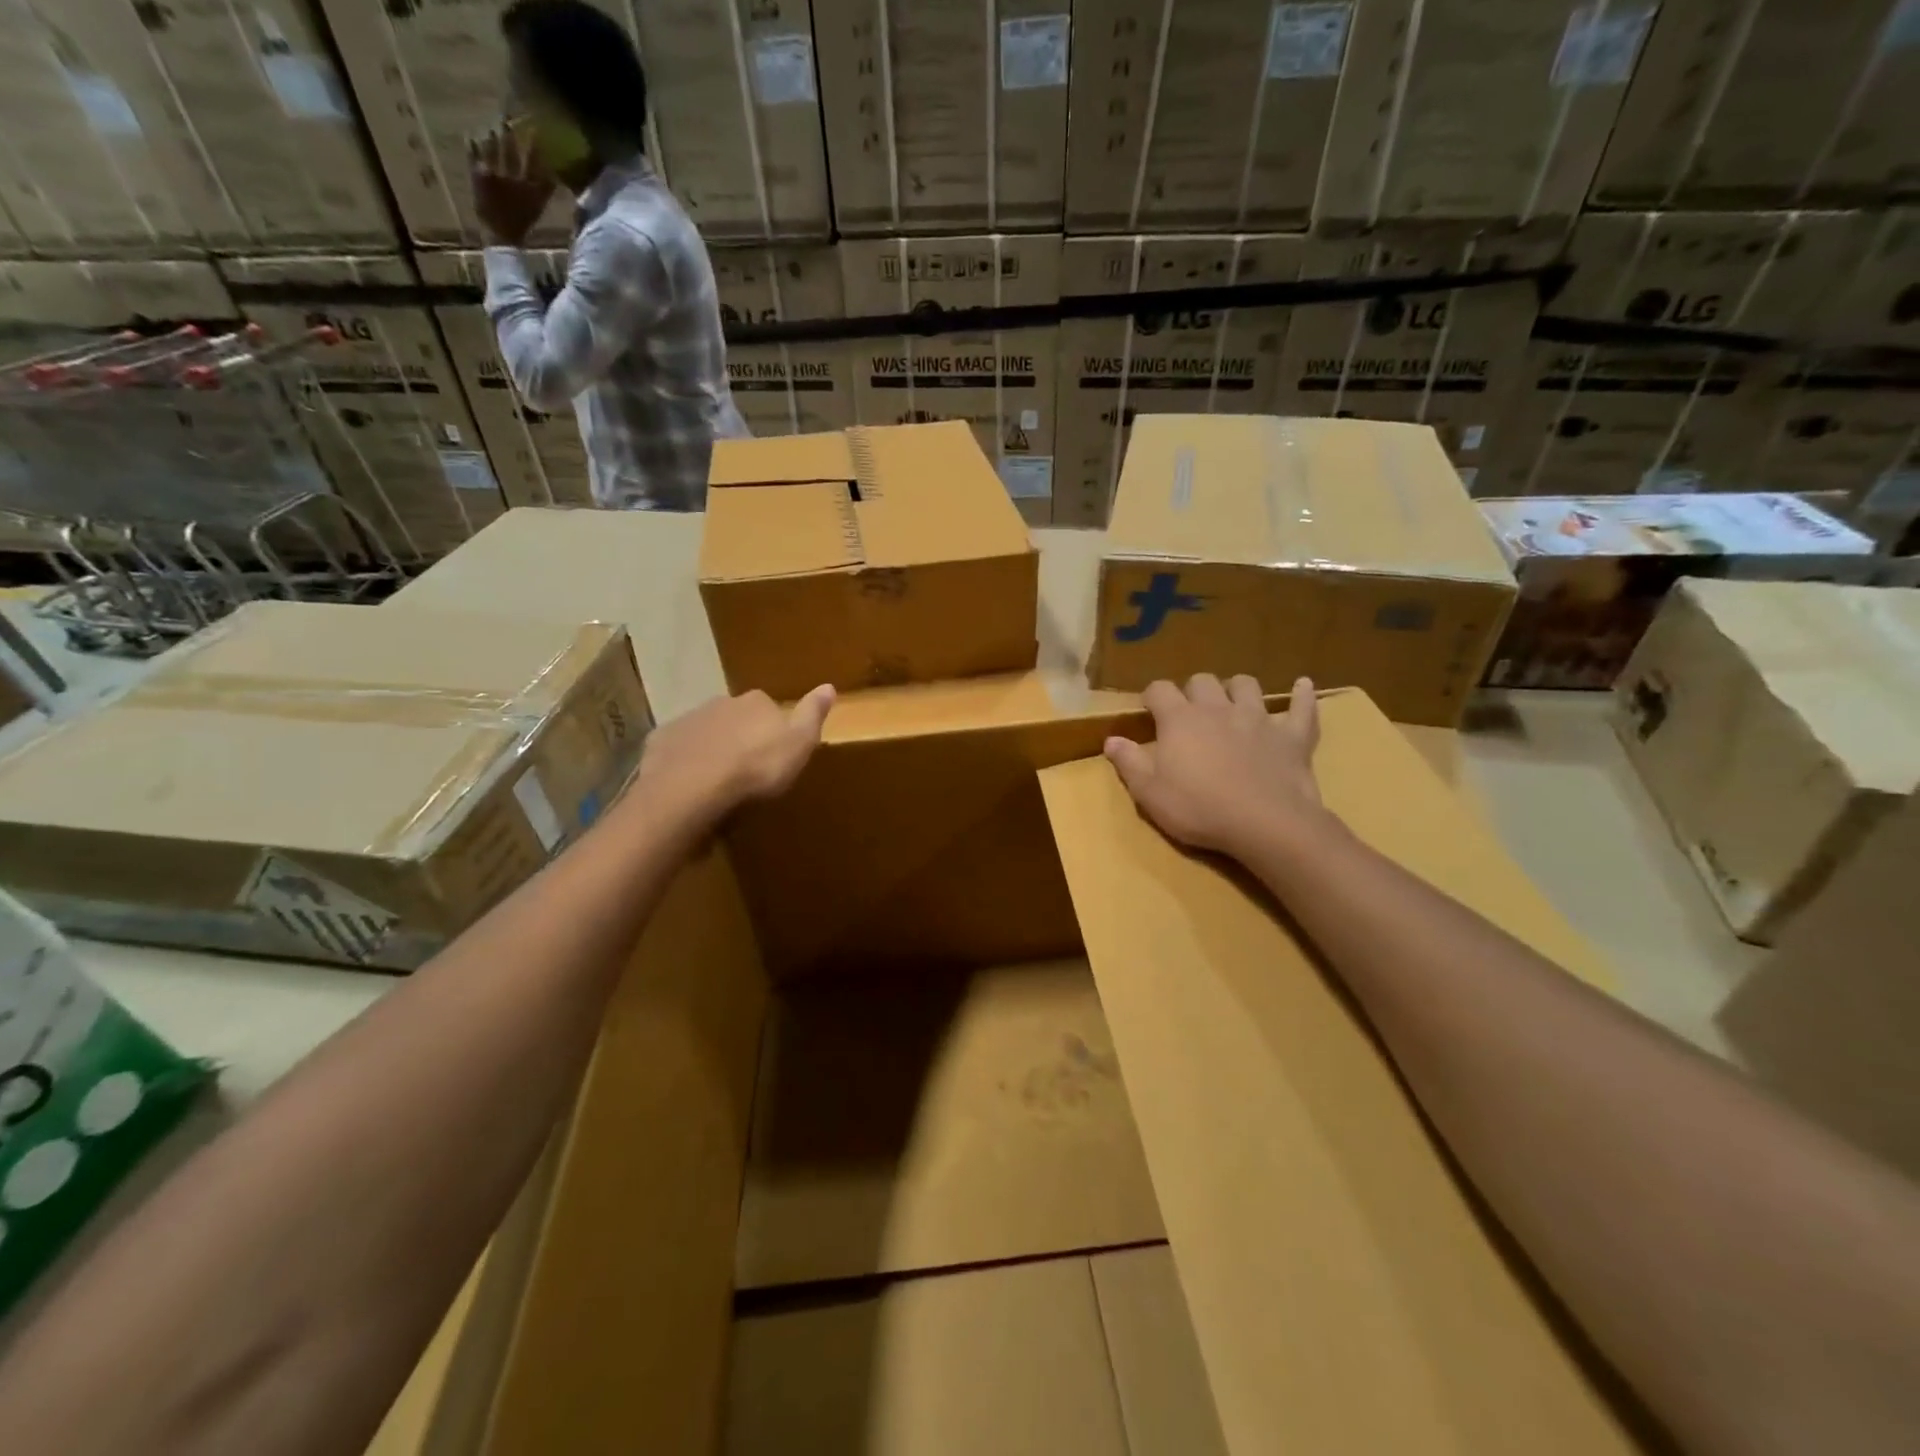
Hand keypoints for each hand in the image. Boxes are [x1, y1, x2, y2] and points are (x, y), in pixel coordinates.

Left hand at [469, 128, 554, 246]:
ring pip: (492, 149)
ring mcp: (493, 175)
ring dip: (491, 137)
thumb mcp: (538, 208)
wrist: (501, 236)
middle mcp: (511, 177)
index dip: (534, 146)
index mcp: (527, 186)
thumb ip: (545, 190)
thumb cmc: (521, 223)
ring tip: (491, 127)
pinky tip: (470, 137)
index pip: (533, 162)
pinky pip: (473, 155)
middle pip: (510, 151)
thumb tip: (554, 175)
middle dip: (509, 135)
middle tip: (506, 119)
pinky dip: (471, 145)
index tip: (535, 130)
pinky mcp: (478, 176)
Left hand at [633, 686, 835, 841]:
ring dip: (712, 748)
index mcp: (756, 702)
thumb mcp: (799, 744)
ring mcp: (688, 720)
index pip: (769, 708)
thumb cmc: (755, 768)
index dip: (773, 729)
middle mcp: (721, 702)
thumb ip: (812, 715)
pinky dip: (685, 760)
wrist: (691, 788)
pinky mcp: (661, 741)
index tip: (775, 753)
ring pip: (706, 731)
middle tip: (746, 768)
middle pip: (736, 717)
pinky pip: (678, 749)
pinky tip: (690, 784)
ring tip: (718, 780)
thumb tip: (829, 686)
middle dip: (740, 736)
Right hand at [1105, 674, 1326, 860]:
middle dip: (1193, 690)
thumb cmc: (1199, 809)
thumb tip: (1111, 739)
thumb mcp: (1149, 793)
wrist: (1265, 824)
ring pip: (1246, 685)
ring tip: (1232, 701)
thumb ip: (1128, 762)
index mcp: (1180, 720)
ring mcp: (1258, 719)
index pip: (1160, 690)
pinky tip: (1304, 685)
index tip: (1149, 709)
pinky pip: (1301, 708)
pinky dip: (1302, 695)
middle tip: (1190, 711)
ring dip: (1237, 688)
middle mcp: (1217, 709)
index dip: (1152, 696)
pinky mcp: (1291, 736)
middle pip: (1202, 681)